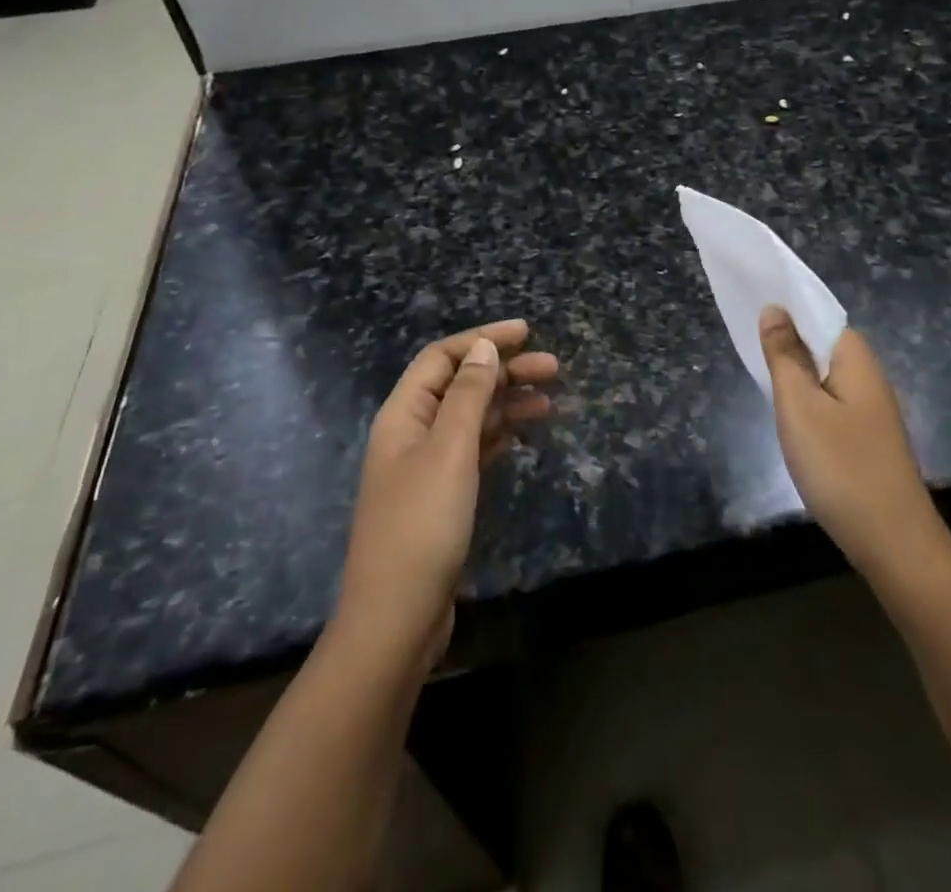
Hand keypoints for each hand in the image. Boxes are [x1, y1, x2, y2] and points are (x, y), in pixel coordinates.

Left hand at [335, 320, 557, 668]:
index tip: (527, 332)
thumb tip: (484, 347)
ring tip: (550, 399)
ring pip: (470, 417)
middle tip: (553, 367)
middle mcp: (411, 433)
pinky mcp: (441, 496)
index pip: (442, 357)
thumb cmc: (423, 525)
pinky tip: (524, 431)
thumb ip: (467, 394)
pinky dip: (499, 434)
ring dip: (507, 402)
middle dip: (504, 370)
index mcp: (403, 414)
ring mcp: (425, 466)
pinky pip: (473, 448)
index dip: (482, 338)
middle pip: (459, 384)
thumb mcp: (450, 450)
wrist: (397, 618)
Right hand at [758, 306, 942, 579]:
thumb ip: (784, 356)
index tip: (750, 304)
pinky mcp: (867, 437)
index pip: (819, 314)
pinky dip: (807, 398)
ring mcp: (871, 410)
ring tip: (760, 371)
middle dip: (788, 339)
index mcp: (856, 359)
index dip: (787, 308)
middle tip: (746, 340)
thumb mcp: (800, 407)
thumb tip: (775, 309)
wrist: (894, 542)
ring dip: (796, 370)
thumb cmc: (841, 467)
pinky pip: (831, 401)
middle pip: (822, 343)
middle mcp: (869, 376)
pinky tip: (790, 413)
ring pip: (825, 375)